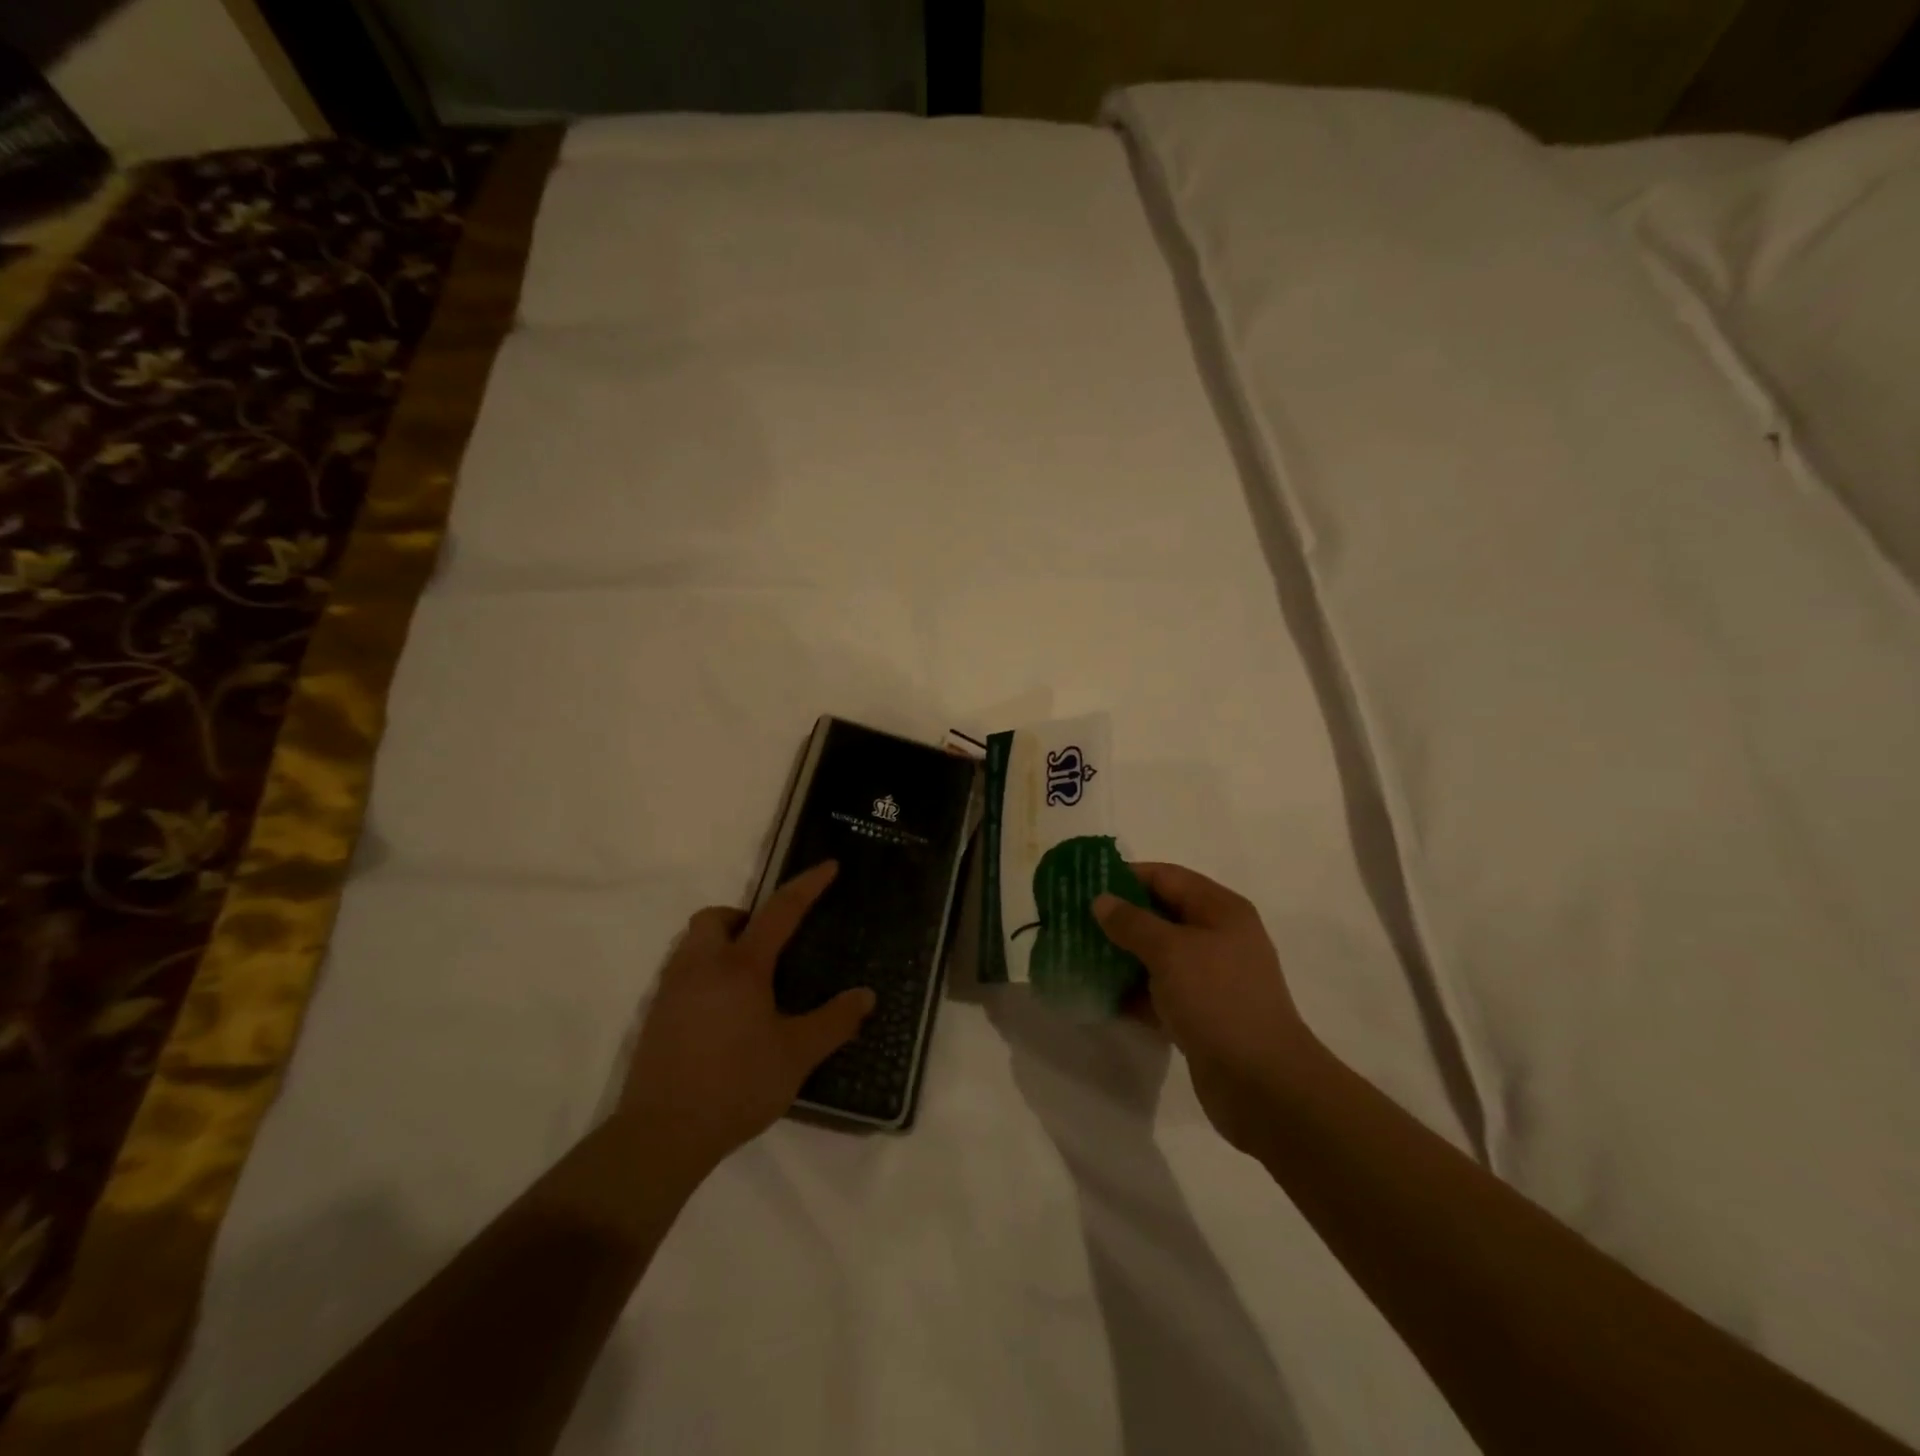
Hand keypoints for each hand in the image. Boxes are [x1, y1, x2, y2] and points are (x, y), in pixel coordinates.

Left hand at [620, 862, 874, 1175]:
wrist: (661, 1134)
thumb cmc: (736, 1086)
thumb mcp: (797, 1055)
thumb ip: (834, 1022)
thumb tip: (866, 996)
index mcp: (741, 967)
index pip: (779, 911)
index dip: (807, 886)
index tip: (828, 866)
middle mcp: (701, 966)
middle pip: (715, 917)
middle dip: (743, 918)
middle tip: (768, 947)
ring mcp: (672, 990)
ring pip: (693, 944)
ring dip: (721, 945)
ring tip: (748, 982)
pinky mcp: (654, 1016)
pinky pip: (681, 973)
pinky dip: (704, 974)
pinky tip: (721, 1014)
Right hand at [1094, 863, 1315, 1158]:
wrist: (1262, 1083)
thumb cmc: (1218, 999)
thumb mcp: (1170, 951)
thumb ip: (1132, 922)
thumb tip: (1102, 901)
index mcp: (1220, 910)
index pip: (1167, 877)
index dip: (1126, 876)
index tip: (1084, 883)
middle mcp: (1218, 938)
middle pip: (1160, 916)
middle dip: (1118, 918)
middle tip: (1074, 920)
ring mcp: (1210, 979)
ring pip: (1157, 956)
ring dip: (1121, 956)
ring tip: (1078, 955)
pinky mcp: (1201, 1015)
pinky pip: (1159, 993)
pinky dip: (1132, 992)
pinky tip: (1099, 995)